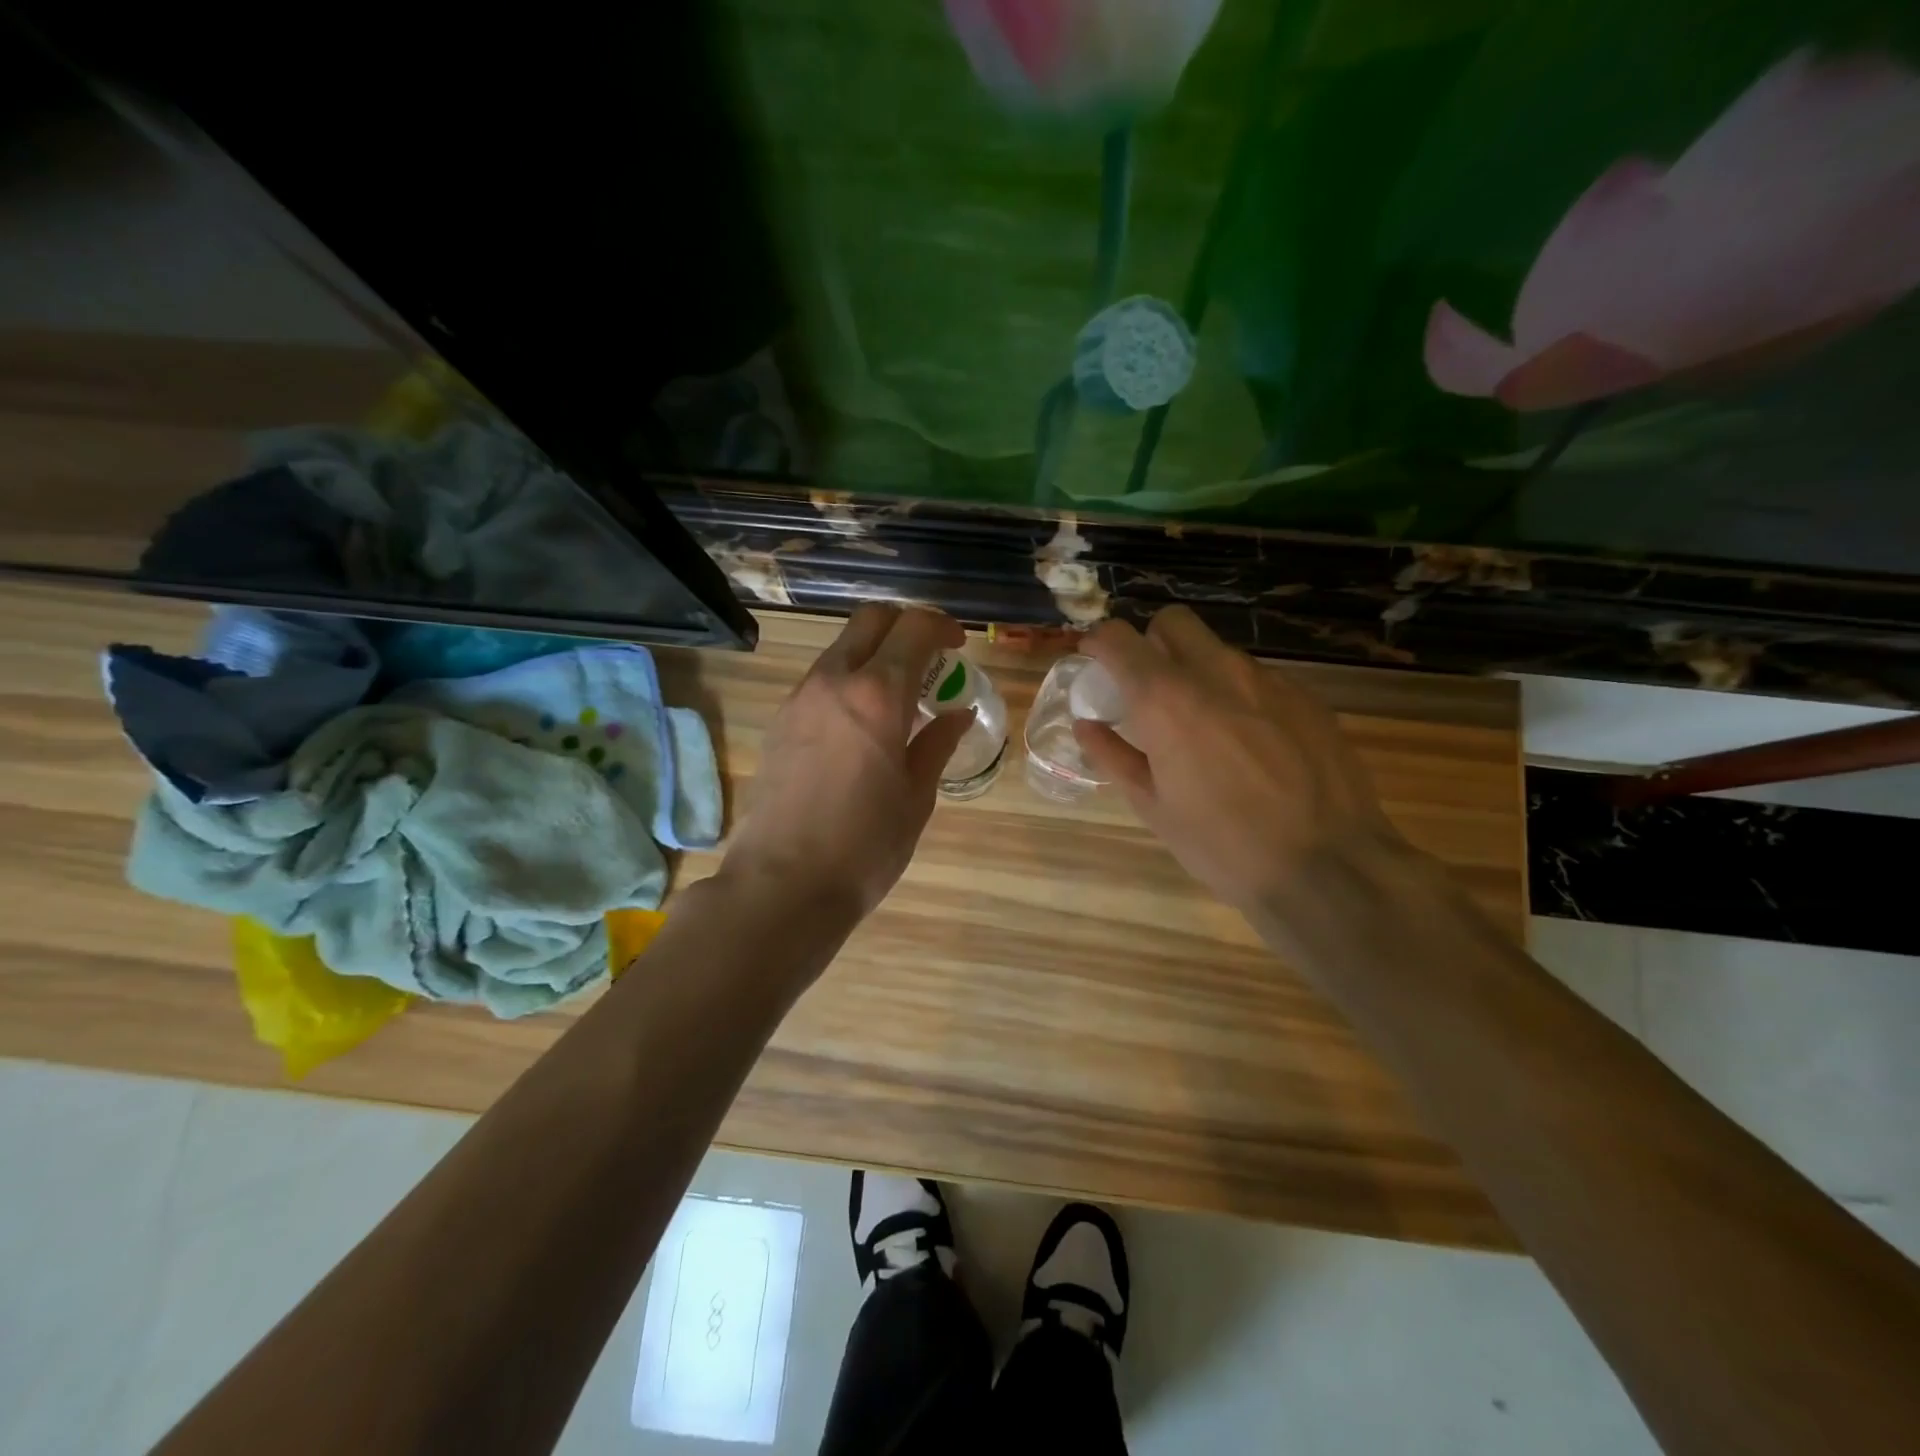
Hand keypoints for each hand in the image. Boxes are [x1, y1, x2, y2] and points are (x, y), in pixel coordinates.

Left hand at [722, 604, 973, 926]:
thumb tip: (958, 713)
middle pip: (870, 621)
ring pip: (841, 648)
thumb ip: (937, 744)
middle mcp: (833, 681)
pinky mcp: (779, 722)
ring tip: (899, 695)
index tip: (958, 646)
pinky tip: (863, 723)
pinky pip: (820, 680)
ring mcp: (799, 699)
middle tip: (929, 657)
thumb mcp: (916, 796)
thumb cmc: (865, 845)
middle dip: (905, 625)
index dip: (942, 627)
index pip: (913, 629)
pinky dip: (849, 680)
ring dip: (874, 654)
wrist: (782, 885)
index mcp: (877, 695)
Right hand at [1074, 607, 1407, 923]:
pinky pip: (1259, 680)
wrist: (1327, 867)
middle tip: (1150, 689)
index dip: (1099, 644)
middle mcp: (1216, 673)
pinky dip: (1240, 697)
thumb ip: (1114, 756)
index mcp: (1166, 700)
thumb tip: (1087, 726)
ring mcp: (1267, 681)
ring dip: (1199, 672)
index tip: (1095, 662)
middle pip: (1173, 622)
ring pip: (1219, 651)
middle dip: (1153, 643)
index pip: (1118, 638)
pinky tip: (1253, 746)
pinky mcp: (1306, 697)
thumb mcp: (1154, 807)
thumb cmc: (1221, 844)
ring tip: (1205, 727)